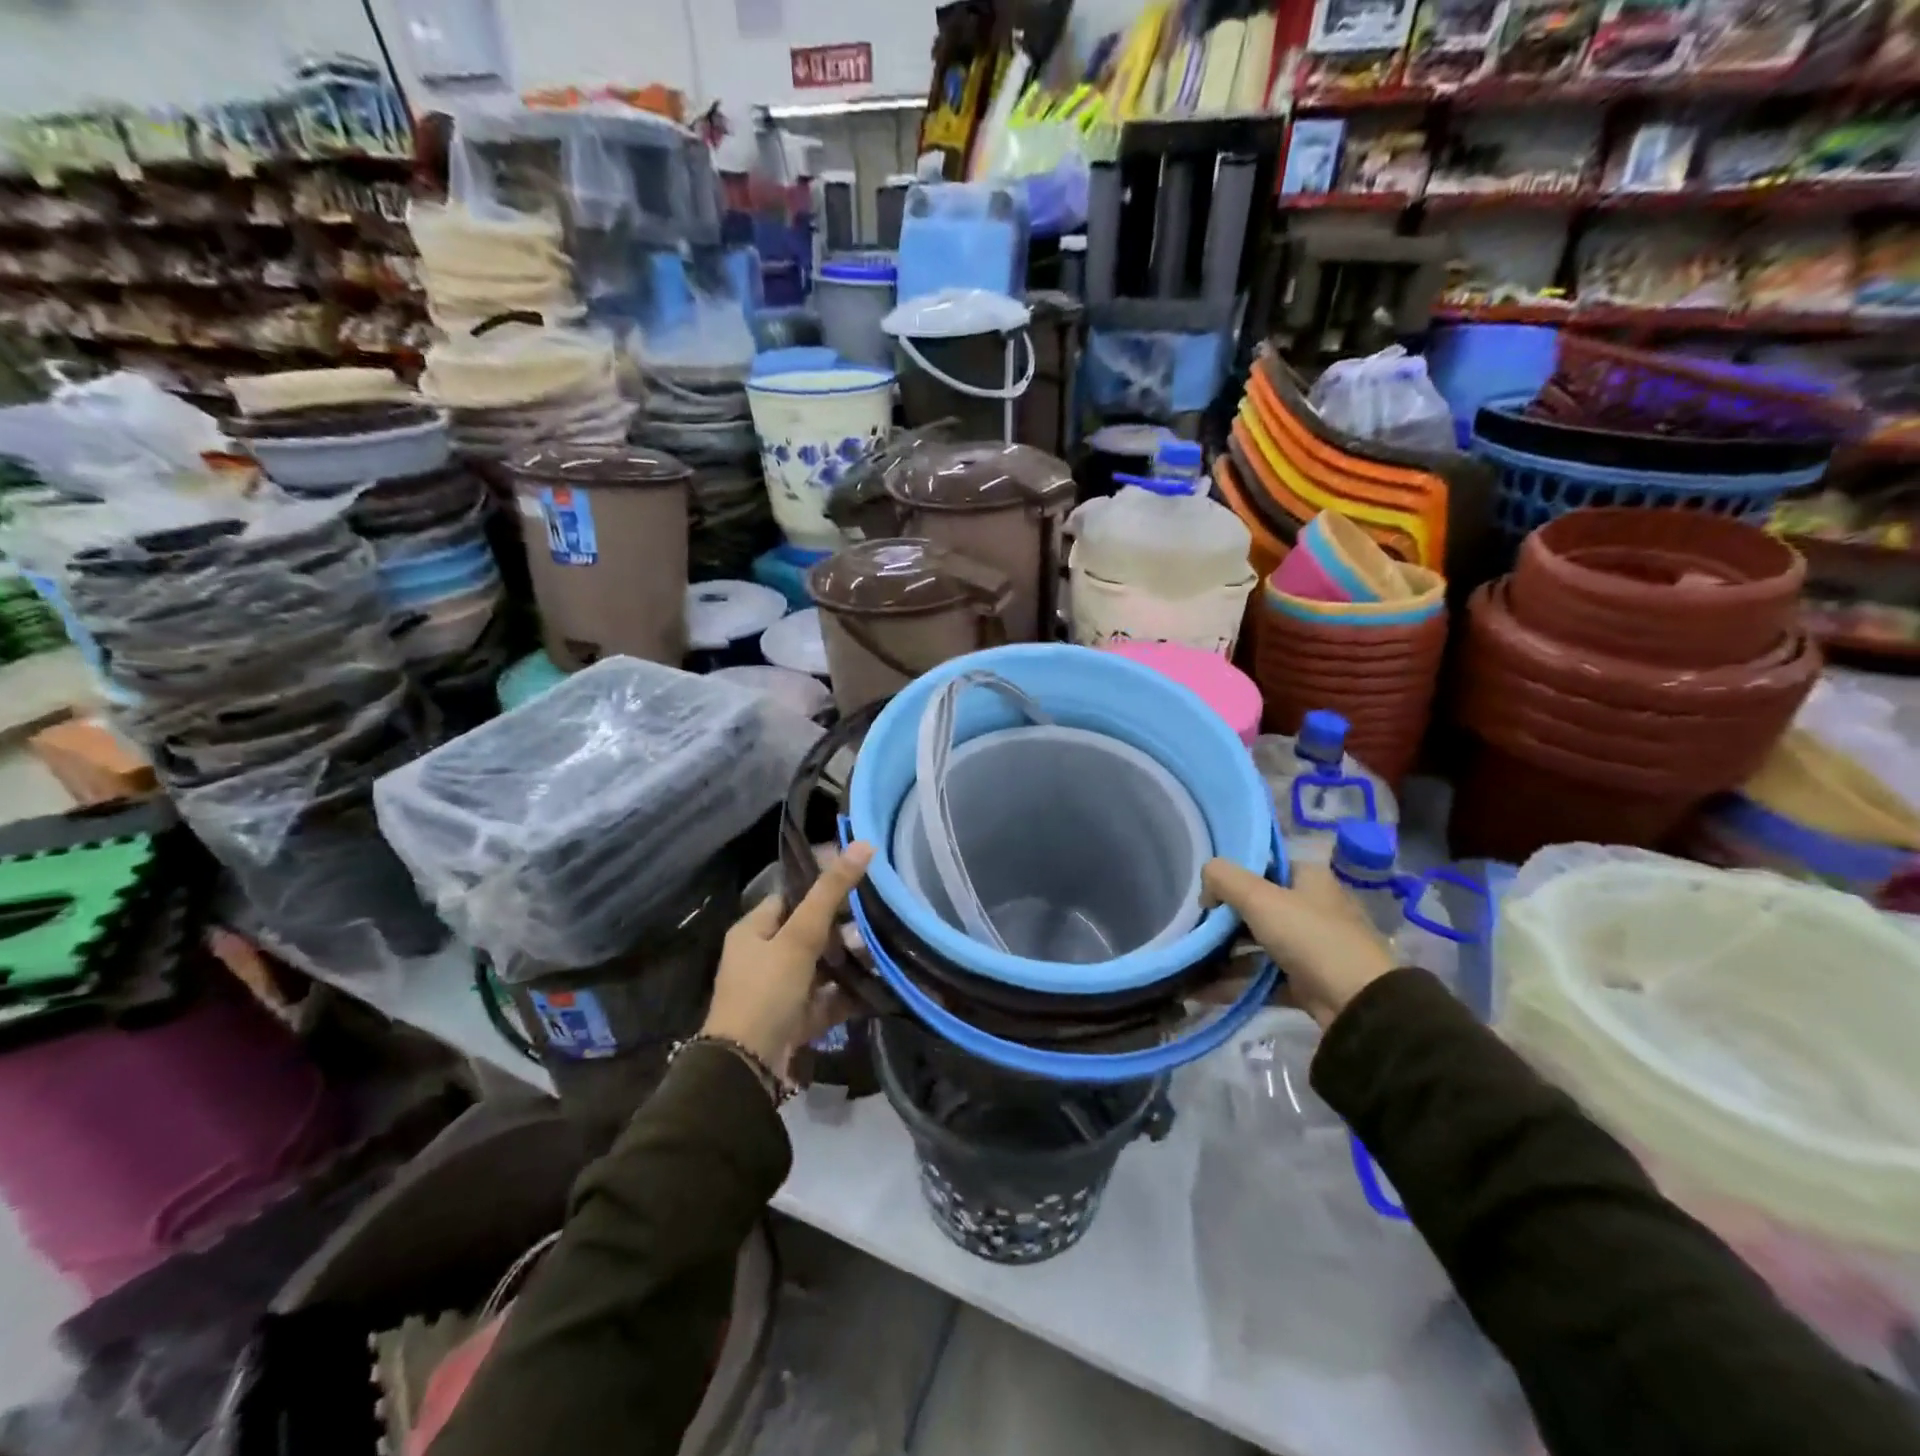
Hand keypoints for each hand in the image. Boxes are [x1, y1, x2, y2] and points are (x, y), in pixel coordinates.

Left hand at [702, 842, 873, 1074]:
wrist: (747, 1068)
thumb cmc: (766, 991)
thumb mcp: (799, 936)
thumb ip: (830, 893)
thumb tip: (863, 844)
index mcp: (754, 931)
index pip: (791, 897)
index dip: (823, 887)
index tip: (862, 880)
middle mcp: (765, 956)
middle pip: (811, 932)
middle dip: (845, 928)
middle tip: (882, 916)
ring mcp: (781, 990)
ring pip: (823, 966)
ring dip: (852, 961)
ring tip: (888, 948)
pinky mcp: (797, 1019)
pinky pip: (829, 998)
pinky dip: (851, 993)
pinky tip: (881, 985)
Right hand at [1202, 859, 1396, 1028]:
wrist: (1359, 1005)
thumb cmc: (1310, 937)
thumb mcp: (1260, 898)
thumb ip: (1224, 878)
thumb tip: (1204, 883)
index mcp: (1308, 879)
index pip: (1262, 866)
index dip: (1230, 876)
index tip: (1202, 893)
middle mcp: (1311, 908)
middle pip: (1255, 907)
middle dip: (1221, 920)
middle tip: (1190, 929)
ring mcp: (1310, 947)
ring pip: (1257, 945)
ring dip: (1223, 955)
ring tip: (1188, 963)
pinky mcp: (1305, 982)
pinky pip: (1262, 977)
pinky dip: (1234, 983)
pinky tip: (1201, 991)